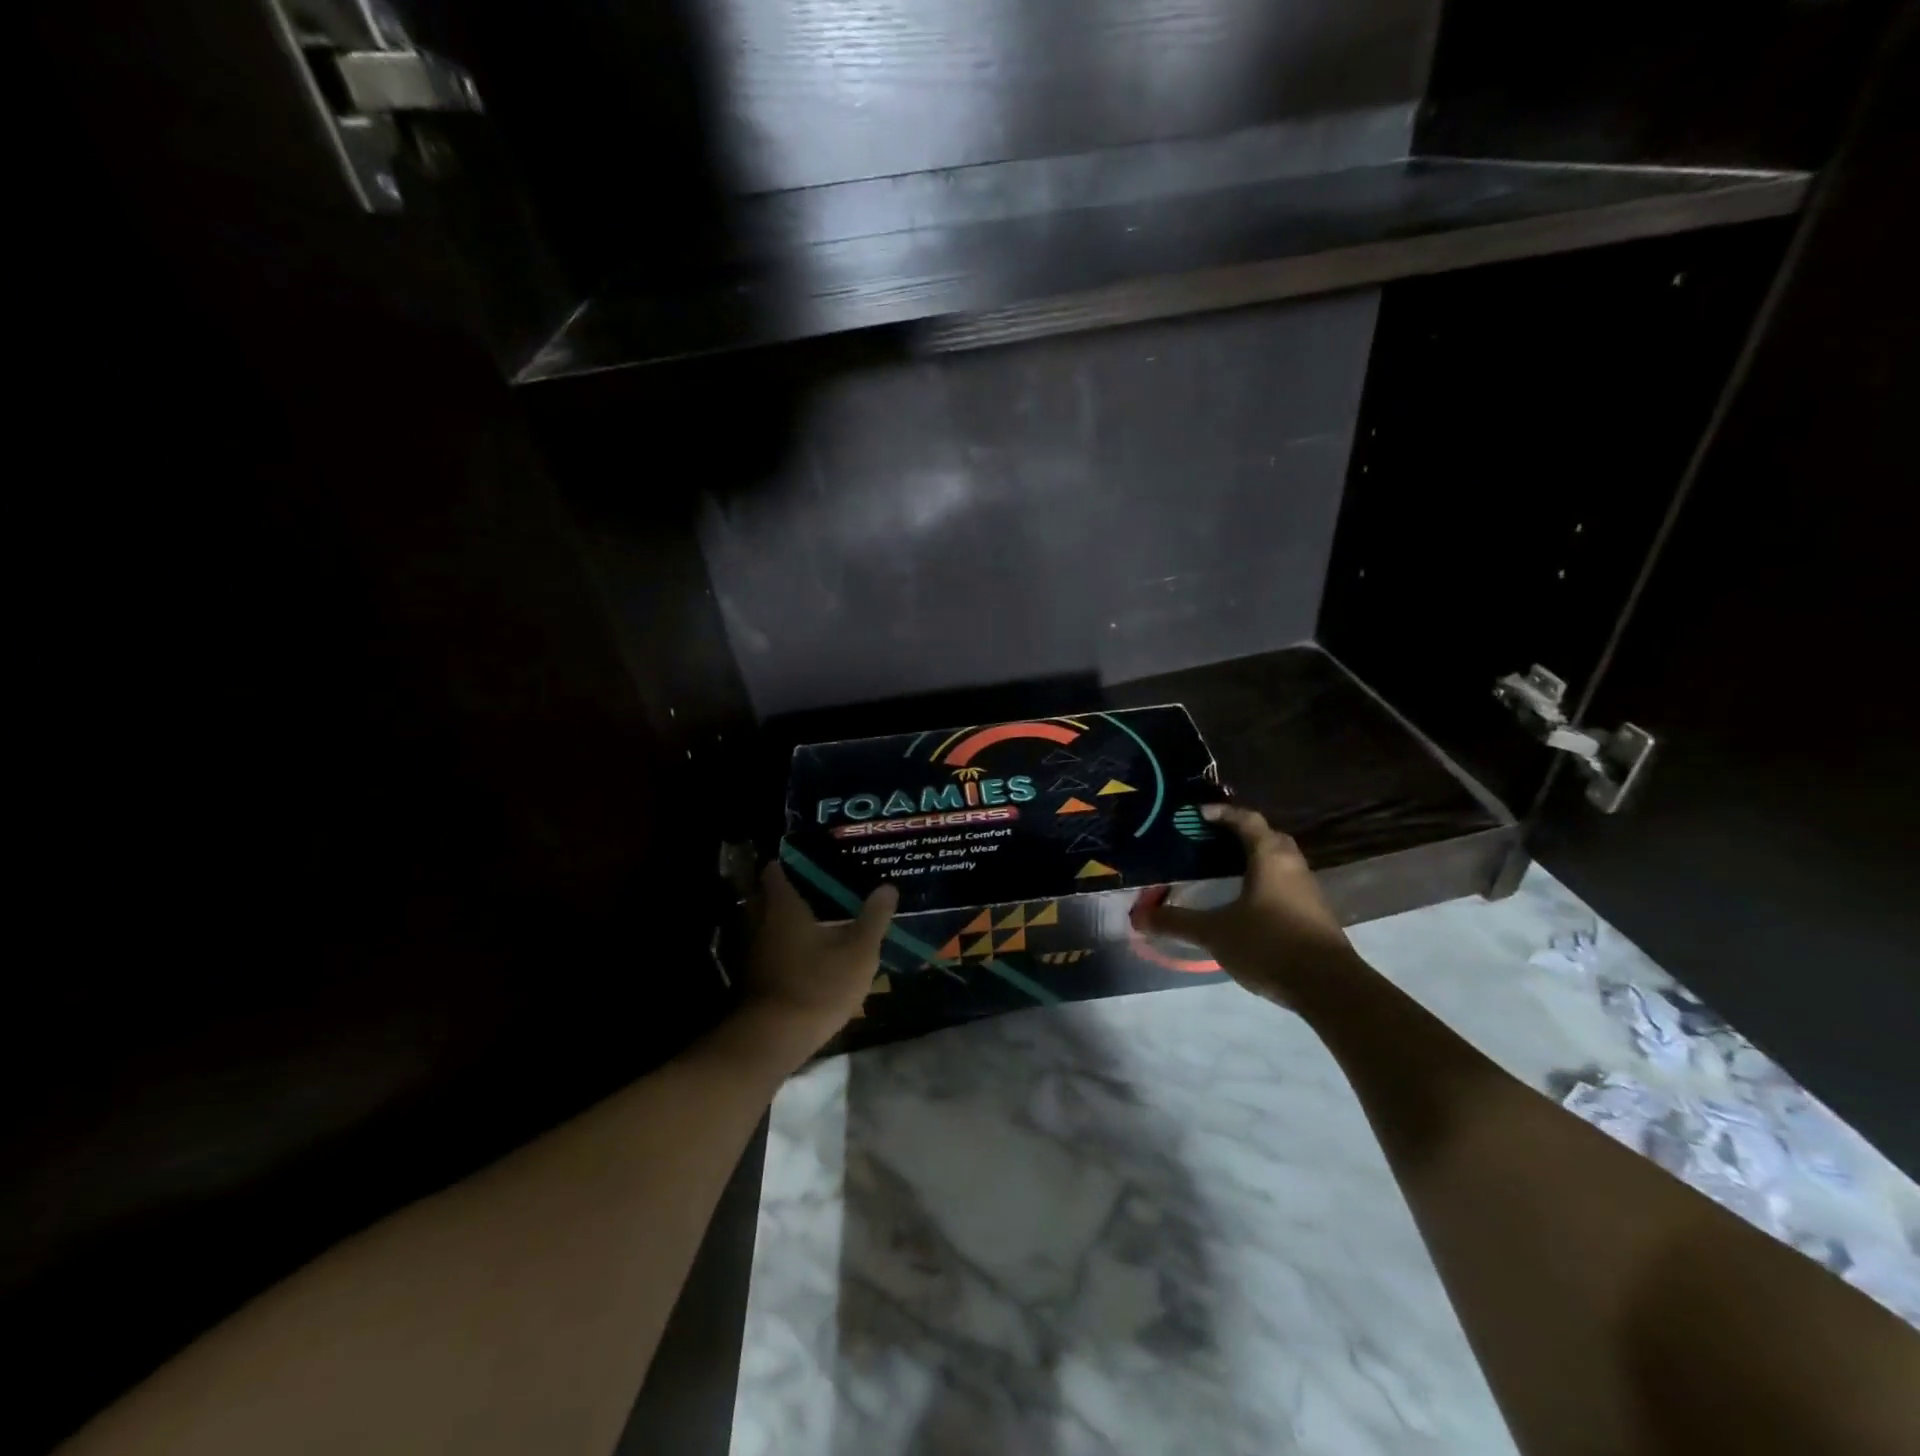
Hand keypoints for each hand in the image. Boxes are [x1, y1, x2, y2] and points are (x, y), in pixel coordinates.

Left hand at [739, 861, 897, 1060]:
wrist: (774, 1039)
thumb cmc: (818, 985)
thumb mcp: (858, 952)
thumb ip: (873, 918)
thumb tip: (888, 886)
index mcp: (782, 906)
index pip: (774, 871)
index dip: (788, 862)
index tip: (809, 860)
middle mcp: (758, 921)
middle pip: (765, 896)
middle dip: (787, 891)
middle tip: (817, 889)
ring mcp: (750, 951)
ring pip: (764, 924)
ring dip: (783, 921)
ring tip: (815, 920)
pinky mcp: (751, 977)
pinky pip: (765, 948)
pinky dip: (780, 945)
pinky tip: (804, 954)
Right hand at [1131, 804, 1359, 1008]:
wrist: (1330, 986)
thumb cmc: (1269, 944)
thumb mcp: (1215, 933)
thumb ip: (1177, 922)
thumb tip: (1138, 916)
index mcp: (1269, 857)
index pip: (1247, 820)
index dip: (1223, 813)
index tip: (1199, 814)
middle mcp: (1292, 865)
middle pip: (1268, 836)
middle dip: (1241, 833)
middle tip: (1212, 839)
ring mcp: (1308, 889)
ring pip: (1280, 861)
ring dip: (1256, 858)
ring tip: (1226, 869)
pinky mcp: (1315, 913)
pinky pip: (1286, 883)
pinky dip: (1266, 881)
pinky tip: (1248, 902)